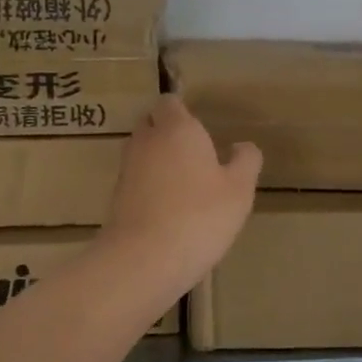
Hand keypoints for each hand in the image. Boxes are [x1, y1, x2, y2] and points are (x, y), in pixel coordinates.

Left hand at [101, 95, 261, 291]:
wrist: (144, 259)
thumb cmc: (200, 216)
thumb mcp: (239, 190)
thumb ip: (245, 161)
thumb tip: (243, 146)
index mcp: (178, 129)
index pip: (169, 102)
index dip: (182, 112)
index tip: (201, 129)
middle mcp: (147, 141)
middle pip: (151, 123)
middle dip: (167, 132)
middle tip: (194, 154)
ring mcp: (127, 169)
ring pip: (141, 152)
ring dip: (157, 160)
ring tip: (183, 183)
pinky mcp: (116, 197)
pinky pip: (136, 180)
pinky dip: (149, 186)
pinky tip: (168, 208)